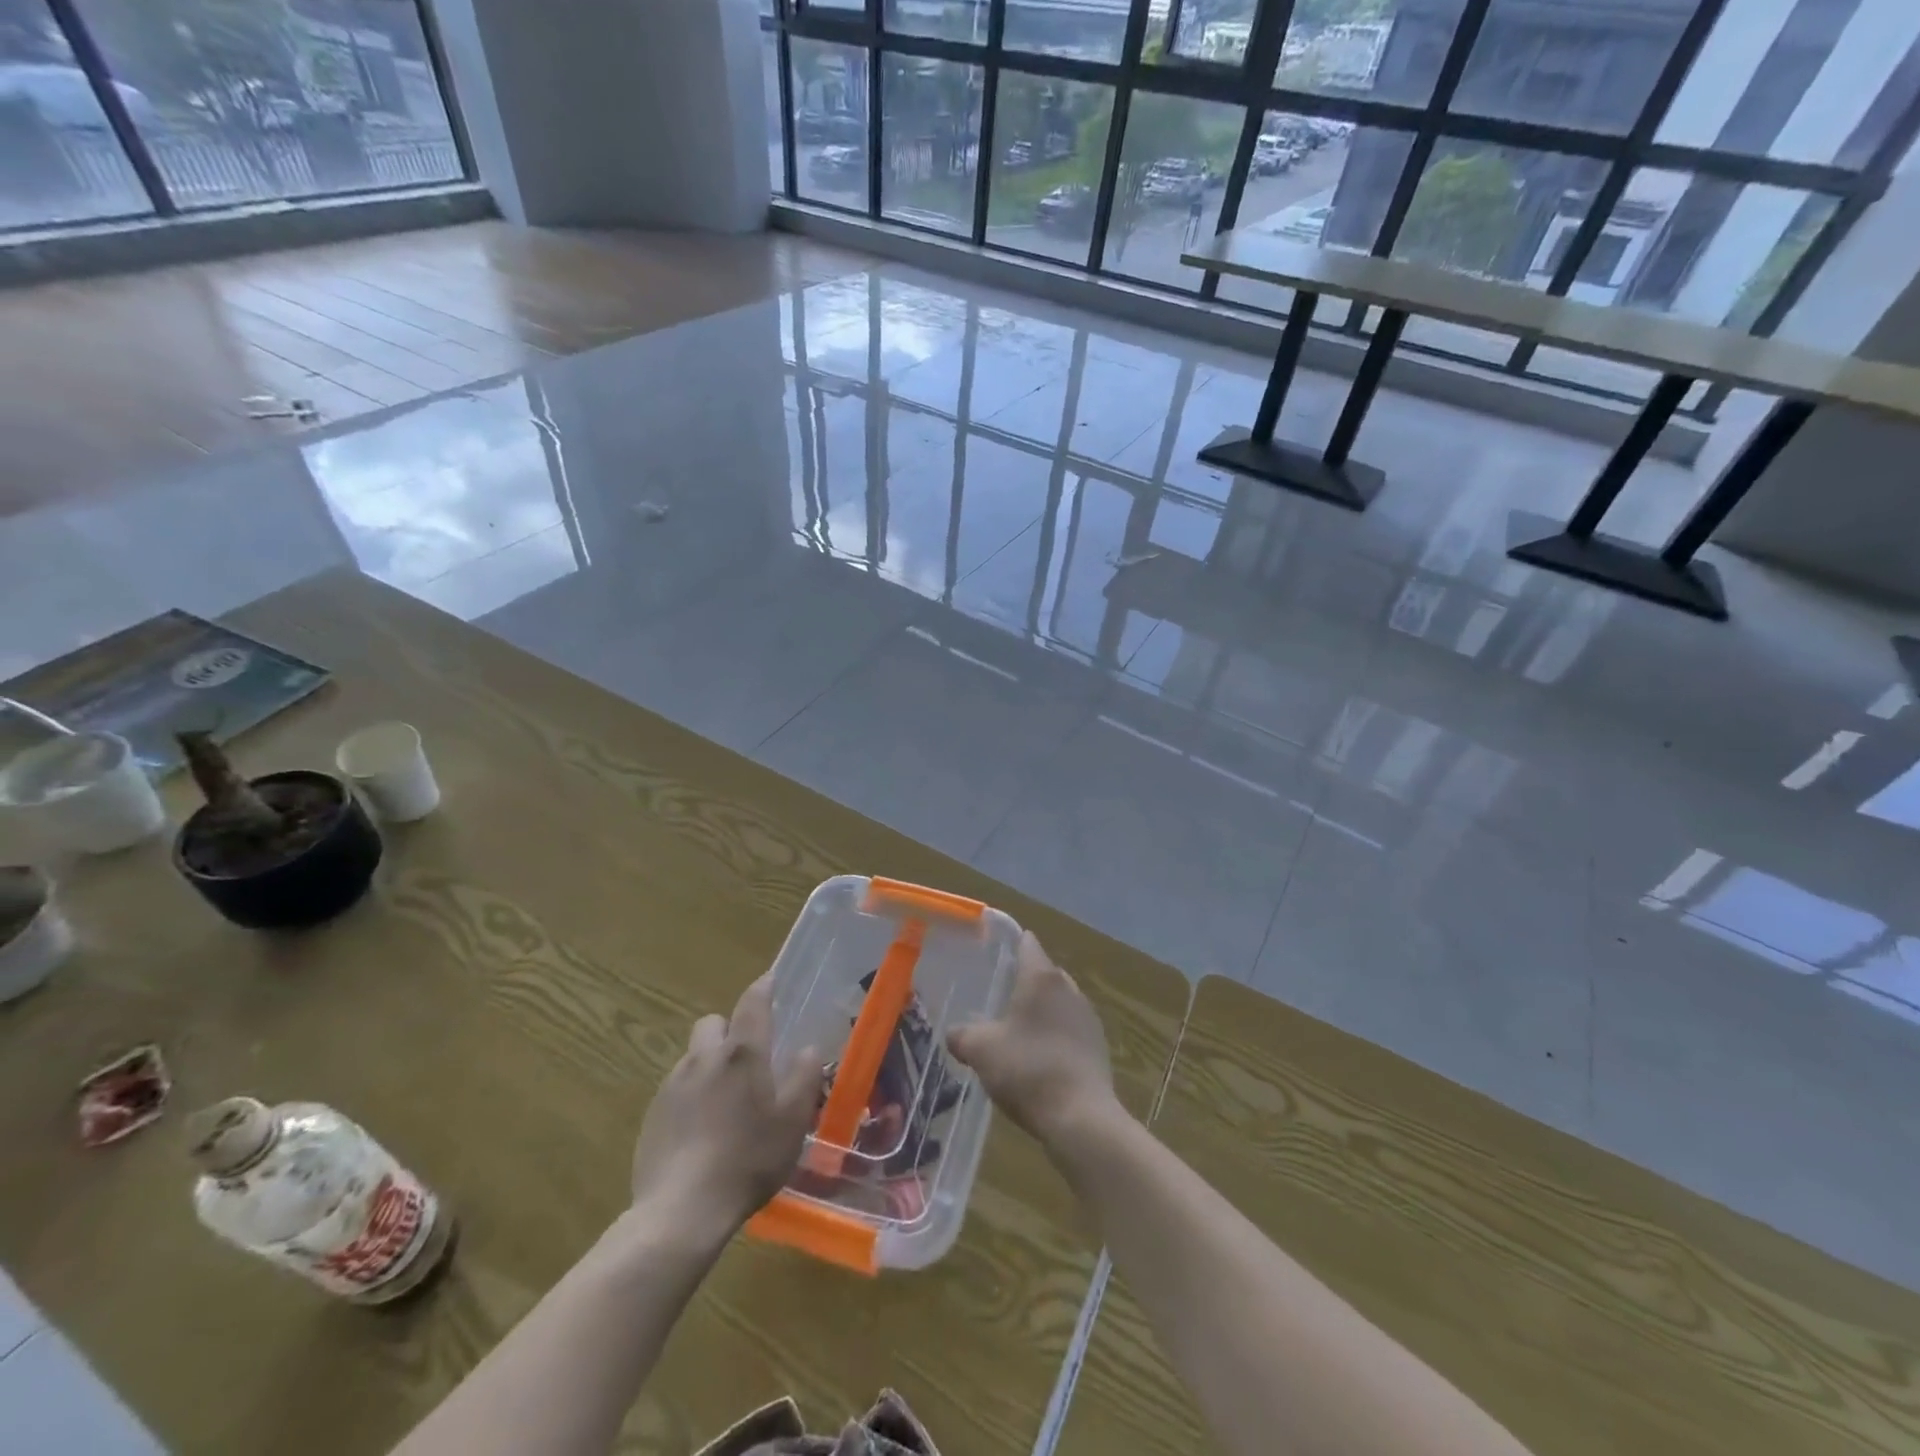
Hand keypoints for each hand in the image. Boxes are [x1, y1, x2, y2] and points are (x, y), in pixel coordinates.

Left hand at [629, 974, 822, 1231]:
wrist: (681, 1212)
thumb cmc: (748, 1160)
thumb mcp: (792, 1121)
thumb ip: (804, 1078)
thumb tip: (809, 1048)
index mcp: (741, 1054)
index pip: (752, 1003)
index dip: (763, 988)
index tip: (771, 981)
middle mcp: (703, 1059)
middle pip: (712, 1024)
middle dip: (728, 1030)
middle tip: (747, 1059)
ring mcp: (672, 1086)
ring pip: (693, 1057)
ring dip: (709, 1065)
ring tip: (725, 1102)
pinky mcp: (652, 1115)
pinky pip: (676, 1089)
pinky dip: (692, 1096)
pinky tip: (702, 1131)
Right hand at [947, 932, 1118, 1149]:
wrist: (1081, 1118)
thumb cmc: (1028, 1069)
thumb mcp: (981, 1050)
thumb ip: (962, 1035)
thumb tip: (953, 1033)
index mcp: (1042, 978)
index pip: (1027, 943)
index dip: (1008, 944)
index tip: (990, 953)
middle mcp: (1069, 989)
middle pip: (1043, 973)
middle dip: (1022, 982)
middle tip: (995, 998)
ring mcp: (1088, 1018)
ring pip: (1058, 1002)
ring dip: (1039, 1012)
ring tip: (1014, 1033)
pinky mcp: (1098, 1047)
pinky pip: (1069, 1030)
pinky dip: (1053, 1036)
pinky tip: (1037, 1061)